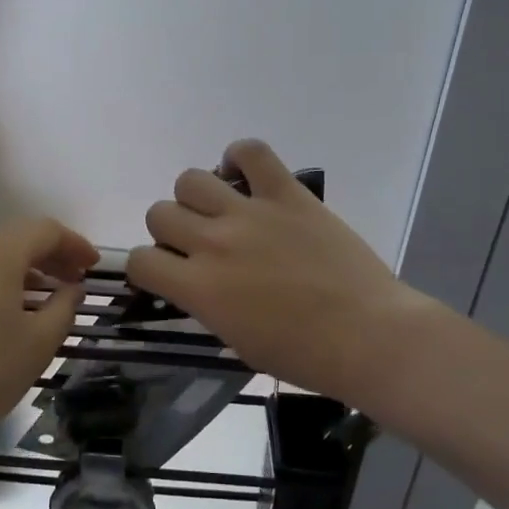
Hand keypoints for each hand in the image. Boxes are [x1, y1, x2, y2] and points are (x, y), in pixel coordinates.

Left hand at [0, 217, 97, 453]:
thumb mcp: (37, 344)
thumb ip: (63, 309)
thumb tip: (71, 289)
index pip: (44, 230)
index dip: (75, 244)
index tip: (94, 266)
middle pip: (14, 240)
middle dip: (49, 257)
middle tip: (74, 281)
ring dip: (21, 273)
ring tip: (43, 300)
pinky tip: (2, 318)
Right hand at [127, 140, 430, 406]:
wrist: (368, 336)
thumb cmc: (304, 355)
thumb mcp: (237, 341)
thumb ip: (207, 305)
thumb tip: (198, 283)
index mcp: (199, 288)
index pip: (140, 261)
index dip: (147, 267)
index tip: (167, 273)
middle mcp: (213, 243)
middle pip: (159, 213)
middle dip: (170, 231)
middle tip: (198, 244)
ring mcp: (250, 213)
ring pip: (190, 179)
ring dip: (196, 197)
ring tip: (220, 211)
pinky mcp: (287, 194)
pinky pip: (252, 152)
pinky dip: (240, 157)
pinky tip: (245, 176)